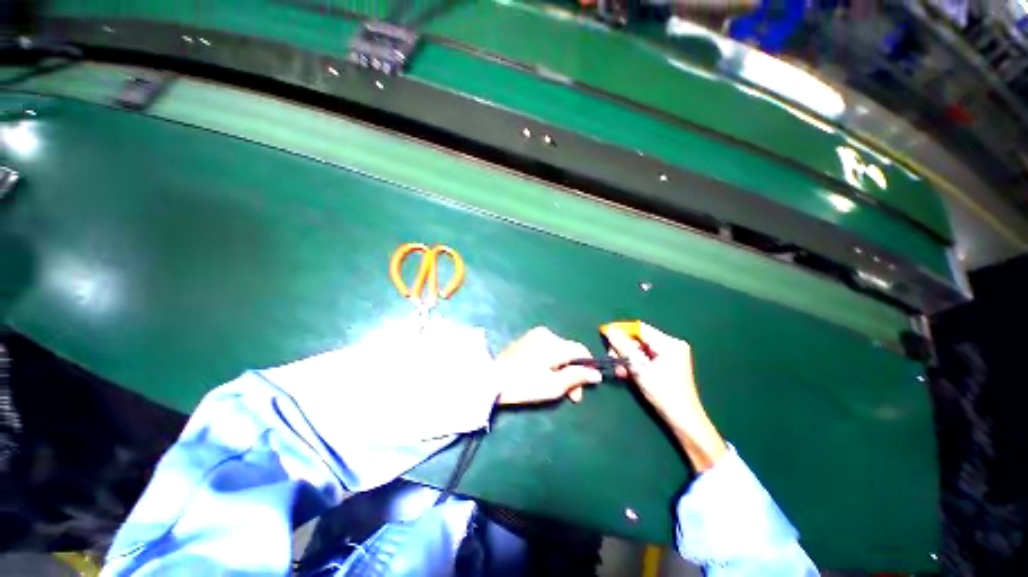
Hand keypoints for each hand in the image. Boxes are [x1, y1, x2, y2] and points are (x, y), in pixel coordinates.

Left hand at [495, 327, 602, 405]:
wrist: (491, 379)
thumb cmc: (524, 385)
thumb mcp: (553, 386)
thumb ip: (577, 377)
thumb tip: (596, 373)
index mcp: (555, 343)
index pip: (581, 351)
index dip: (587, 368)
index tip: (583, 389)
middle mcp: (547, 334)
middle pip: (570, 351)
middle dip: (573, 372)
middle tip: (570, 395)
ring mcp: (535, 335)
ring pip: (559, 350)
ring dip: (562, 368)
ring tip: (555, 386)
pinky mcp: (527, 339)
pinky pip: (547, 348)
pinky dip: (551, 361)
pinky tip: (543, 374)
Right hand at [606, 322, 727, 471]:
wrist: (683, 420)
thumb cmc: (663, 394)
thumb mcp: (640, 369)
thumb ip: (624, 348)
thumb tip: (609, 331)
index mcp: (669, 343)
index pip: (640, 328)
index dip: (621, 330)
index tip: (605, 335)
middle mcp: (671, 345)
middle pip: (639, 338)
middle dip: (623, 348)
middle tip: (612, 359)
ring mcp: (670, 354)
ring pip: (639, 348)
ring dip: (627, 358)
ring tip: (619, 371)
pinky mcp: (667, 363)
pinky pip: (645, 357)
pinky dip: (634, 363)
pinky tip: (626, 373)